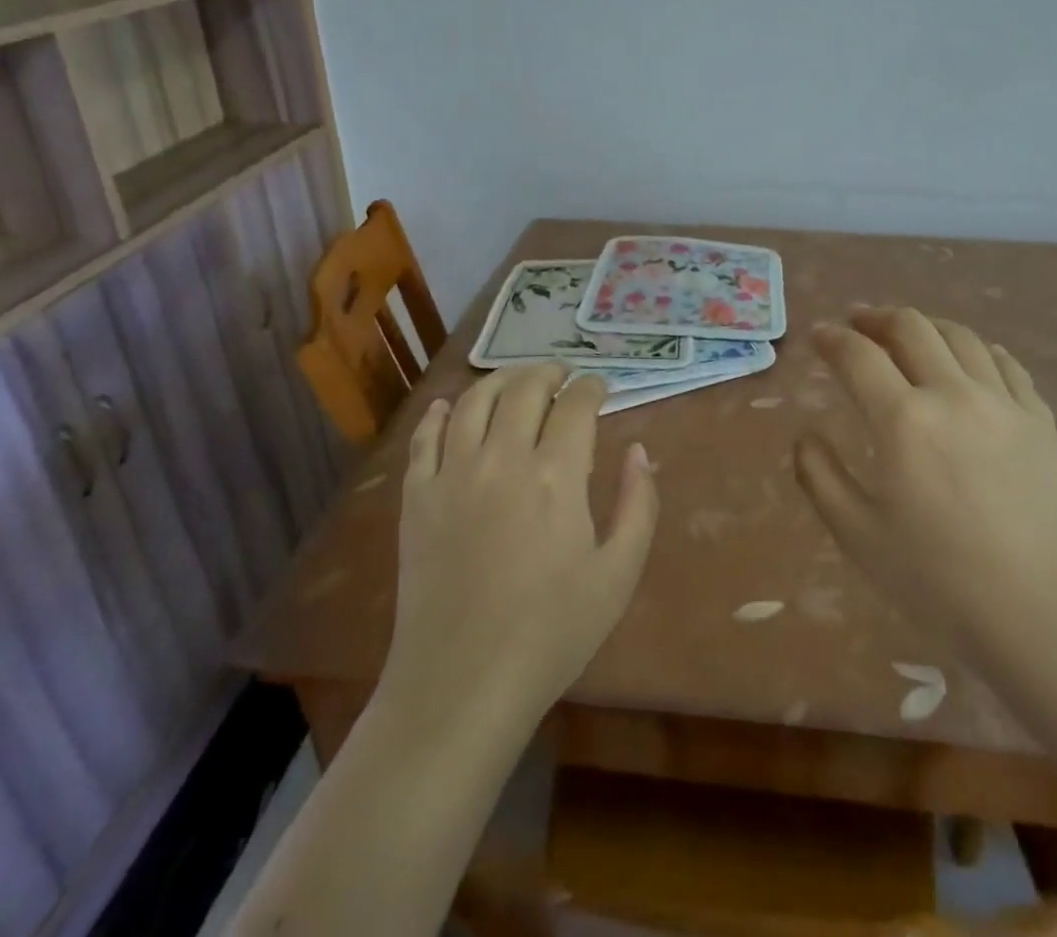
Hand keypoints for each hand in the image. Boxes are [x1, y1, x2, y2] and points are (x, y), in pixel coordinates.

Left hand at [382, 364, 658, 728]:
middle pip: (524, 389)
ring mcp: (453, 475)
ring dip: (499, 380)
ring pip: (473, 401)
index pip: (575, 404)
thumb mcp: (619, 573)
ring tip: (516, 381)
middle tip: (562, 375)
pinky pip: (425, 438)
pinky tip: (449, 407)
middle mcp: (502, 459)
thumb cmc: (551, 632)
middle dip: (549, 372)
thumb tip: (639, 450)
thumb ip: (639, 504)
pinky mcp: (417, 497)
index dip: (592, 387)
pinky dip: (439, 413)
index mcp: (555, 475)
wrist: (463, 684)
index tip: (600, 387)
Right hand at [795, 308, 1056, 675]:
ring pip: (960, 336)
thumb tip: (804, 435)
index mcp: (903, 420)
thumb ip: (819, 476)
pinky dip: (976, 349)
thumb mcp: (858, 536)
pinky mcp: (1040, 421)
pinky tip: (970, 360)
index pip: (857, 355)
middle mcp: (953, 394)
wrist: (1046, 617)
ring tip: (909, 335)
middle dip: (876, 317)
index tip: (817, 335)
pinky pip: (1005, 363)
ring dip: (925, 326)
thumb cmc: (940, 581)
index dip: (831, 338)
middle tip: (857, 324)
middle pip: (910, 327)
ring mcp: (1003, 403)